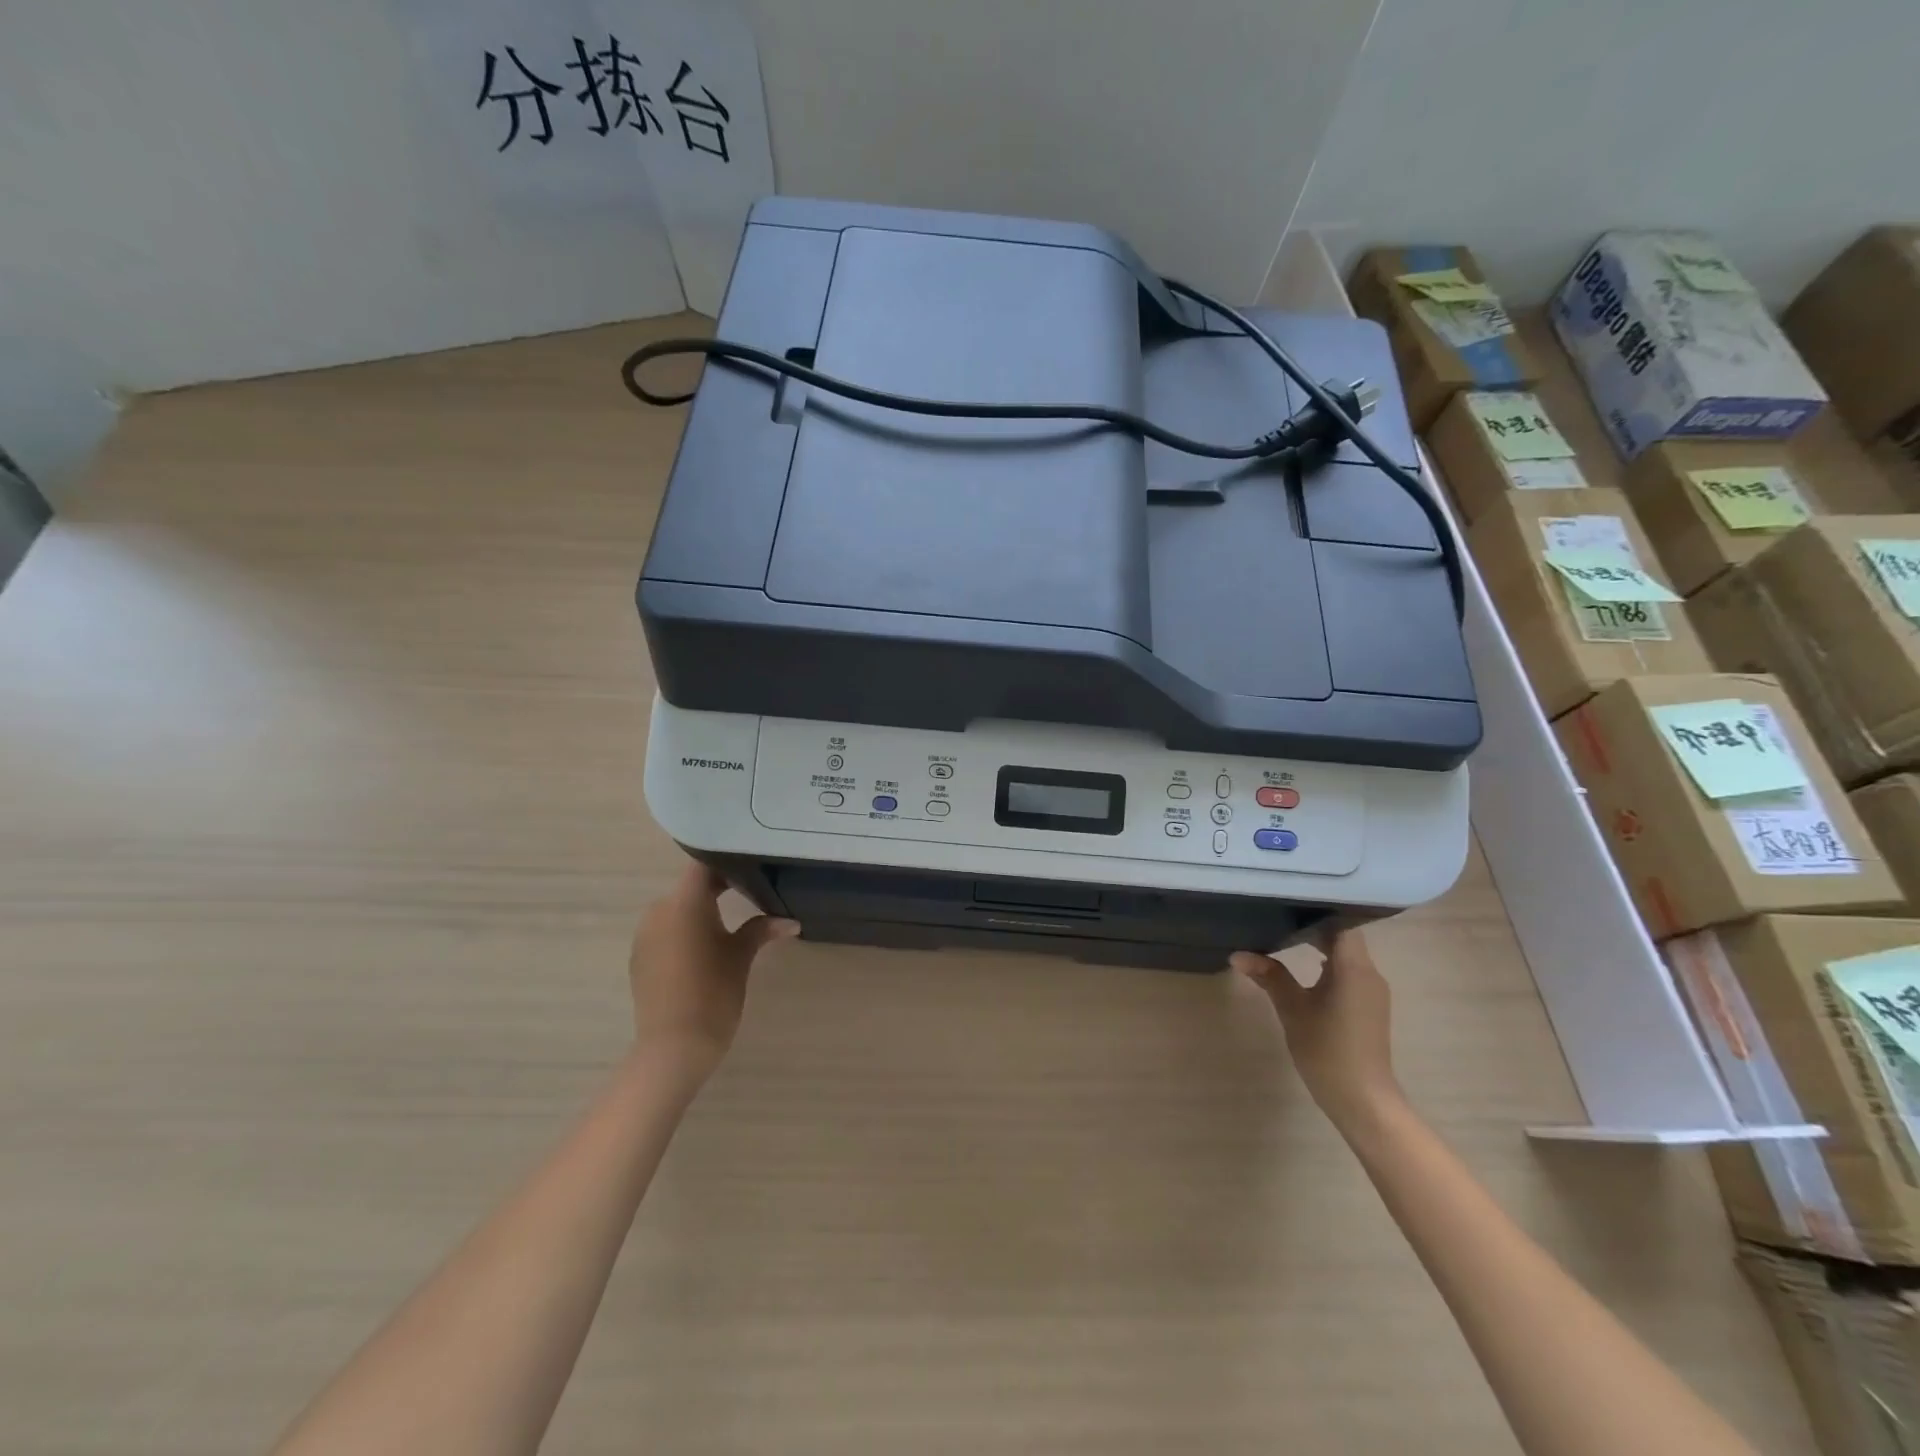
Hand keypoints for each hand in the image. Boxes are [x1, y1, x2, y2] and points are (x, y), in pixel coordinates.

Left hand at [628, 863, 798, 1086]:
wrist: (674, 1046)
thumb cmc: (714, 992)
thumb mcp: (741, 956)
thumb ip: (762, 929)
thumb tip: (791, 922)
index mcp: (685, 902)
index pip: (704, 865)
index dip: (727, 862)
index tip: (751, 866)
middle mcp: (659, 910)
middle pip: (690, 886)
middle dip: (718, 887)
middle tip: (751, 892)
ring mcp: (645, 935)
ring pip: (677, 909)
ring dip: (700, 910)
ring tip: (730, 921)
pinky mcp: (640, 957)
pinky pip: (665, 930)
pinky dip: (685, 931)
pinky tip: (704, 948)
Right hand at [1232, 927, 1402, 1128]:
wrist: (1363, 1100)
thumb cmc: (1327, 1050)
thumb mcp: (1292, 1009)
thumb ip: (1269, 976)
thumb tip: (1238, 954)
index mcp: (1354, 968)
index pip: (1340, 923)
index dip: (1317, 910)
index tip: (1289, 900)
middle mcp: (1369, 973)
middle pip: (1343, 937)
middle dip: (1313, 927)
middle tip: (1278, 914)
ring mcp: (1372, 991)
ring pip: (1347, 955)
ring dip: (1320, 946)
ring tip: (1286, 936)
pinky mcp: (1369, 1006)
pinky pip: (1349, 972)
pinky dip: (1328, 965)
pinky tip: (1305, 969)